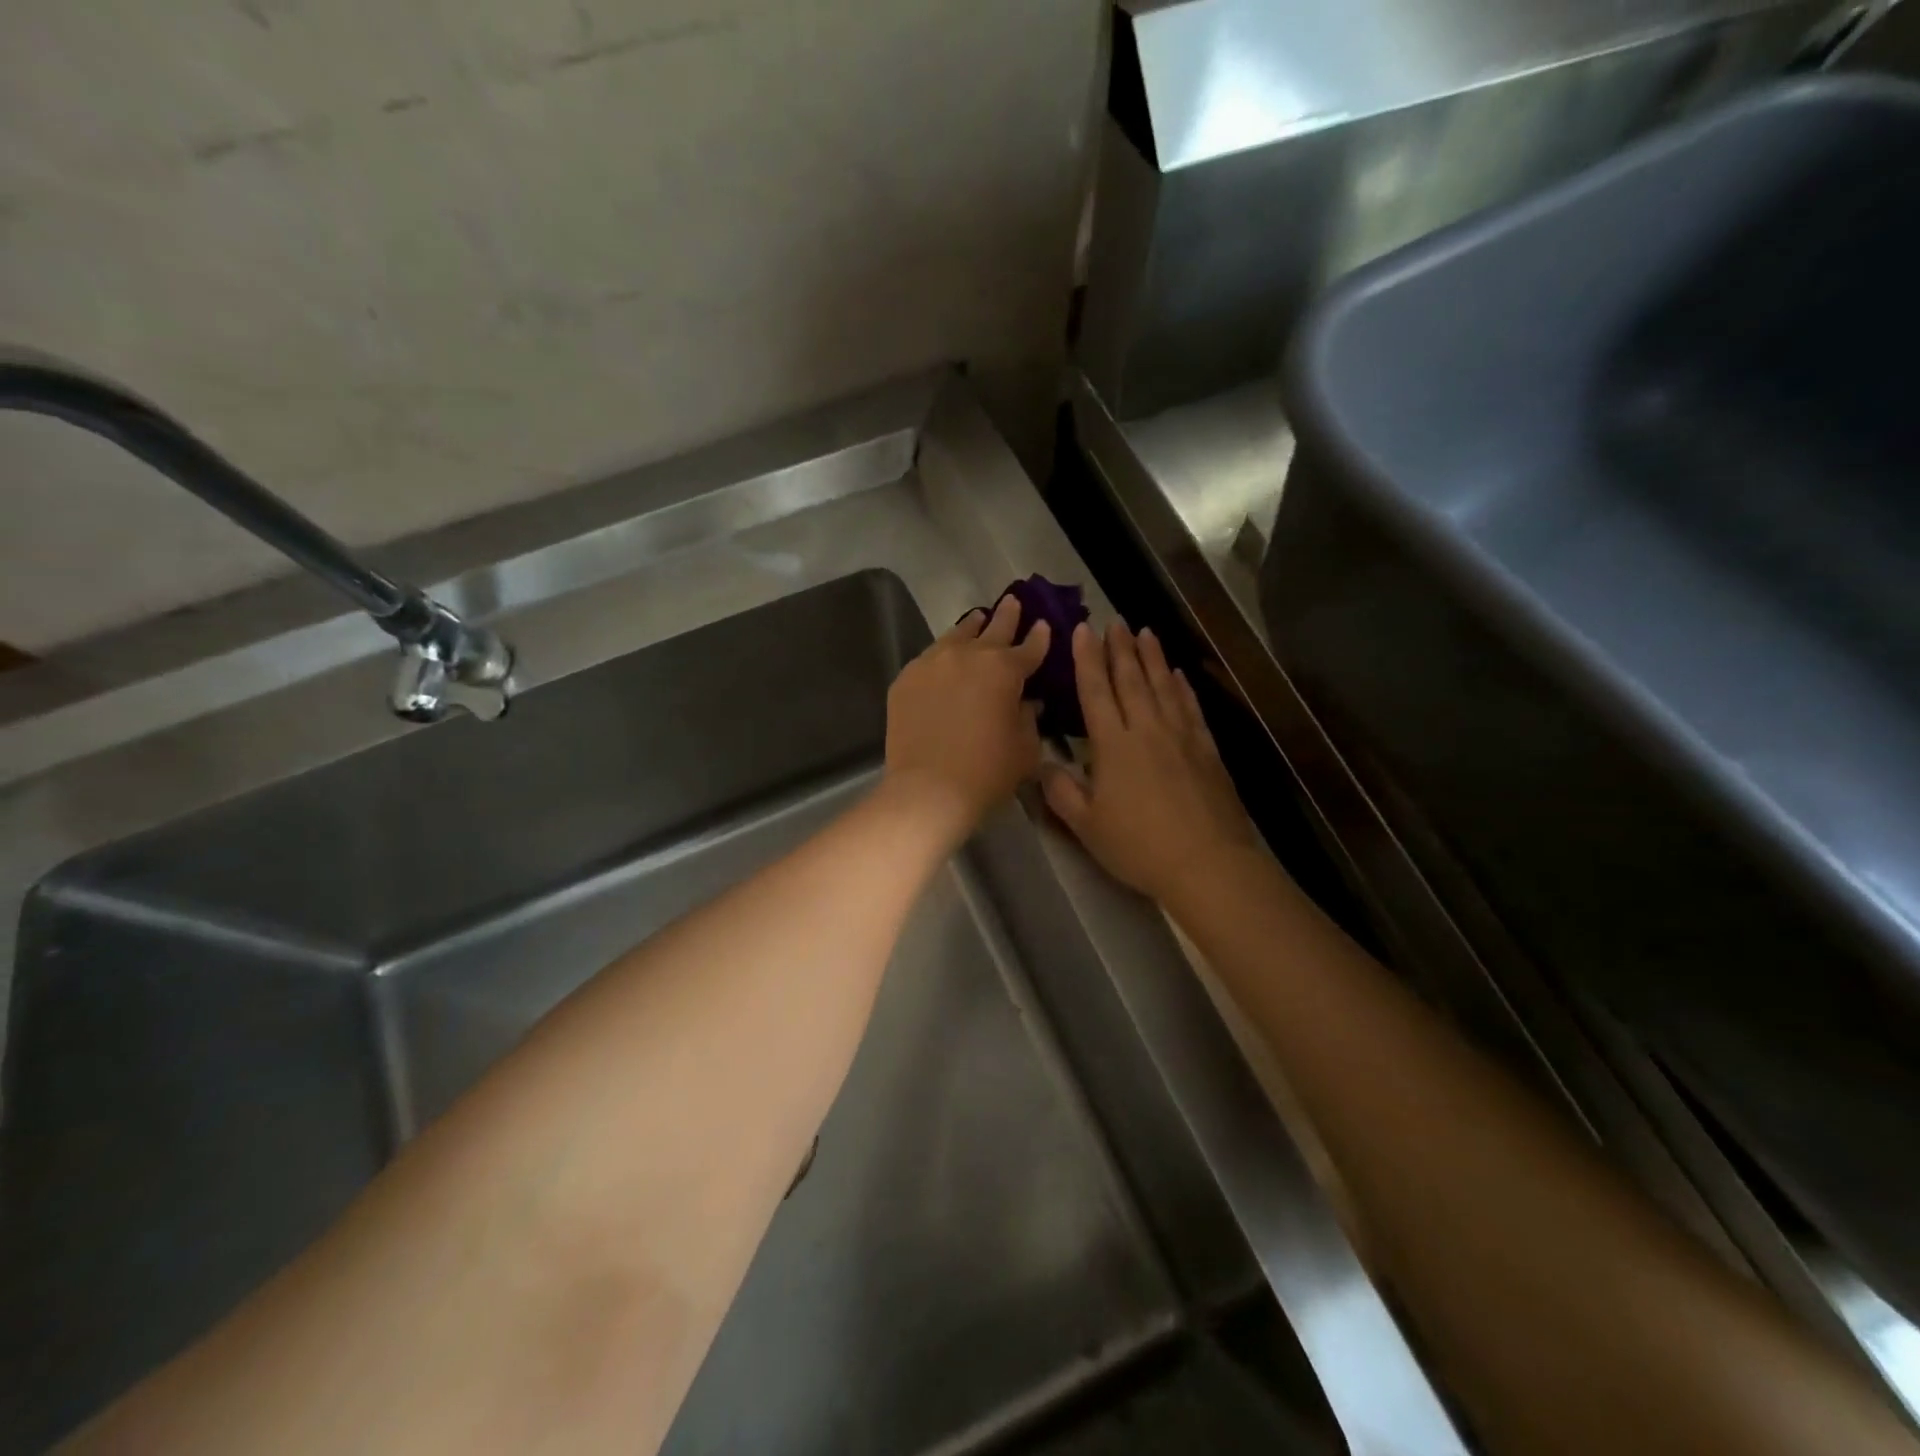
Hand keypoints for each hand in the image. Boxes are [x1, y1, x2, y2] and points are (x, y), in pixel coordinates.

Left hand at [882, 597, 1050, 844]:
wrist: (928, 788)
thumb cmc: (987, 772)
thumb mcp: (1025, 748)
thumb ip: (1028, 718)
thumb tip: (1024, 702)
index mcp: (1004, 669)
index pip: (1029, 648)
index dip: (1039, 637)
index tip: (1043, 625)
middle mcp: (968, 656)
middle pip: (992, 629)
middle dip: (1007, 616)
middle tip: (1013, 602)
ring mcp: (932, 663)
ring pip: (956, 636)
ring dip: (971, 628)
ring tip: (977, 619)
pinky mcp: (906, 679)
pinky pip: (929, 659)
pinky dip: (942, 655)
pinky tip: (943, 659)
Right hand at [1043, 622, 1257, 902]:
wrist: (1206, 863)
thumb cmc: (1138, 846)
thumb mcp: (1087, 825)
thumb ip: (1061, 792)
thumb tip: (1042, 763)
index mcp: (1114, 745)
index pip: (1096, 691)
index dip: (1087, 659)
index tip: (1083, 630)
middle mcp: (1147, 729)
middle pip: (1132, 680)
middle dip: (1120, 648)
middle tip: (1115, 621)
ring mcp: (1181, 737)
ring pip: (1164, 686)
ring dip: (1153, 658)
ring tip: (1145, 632)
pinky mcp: (1207, 750)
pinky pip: (1191, 708)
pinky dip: (1182, 688)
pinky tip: (1178, 675)